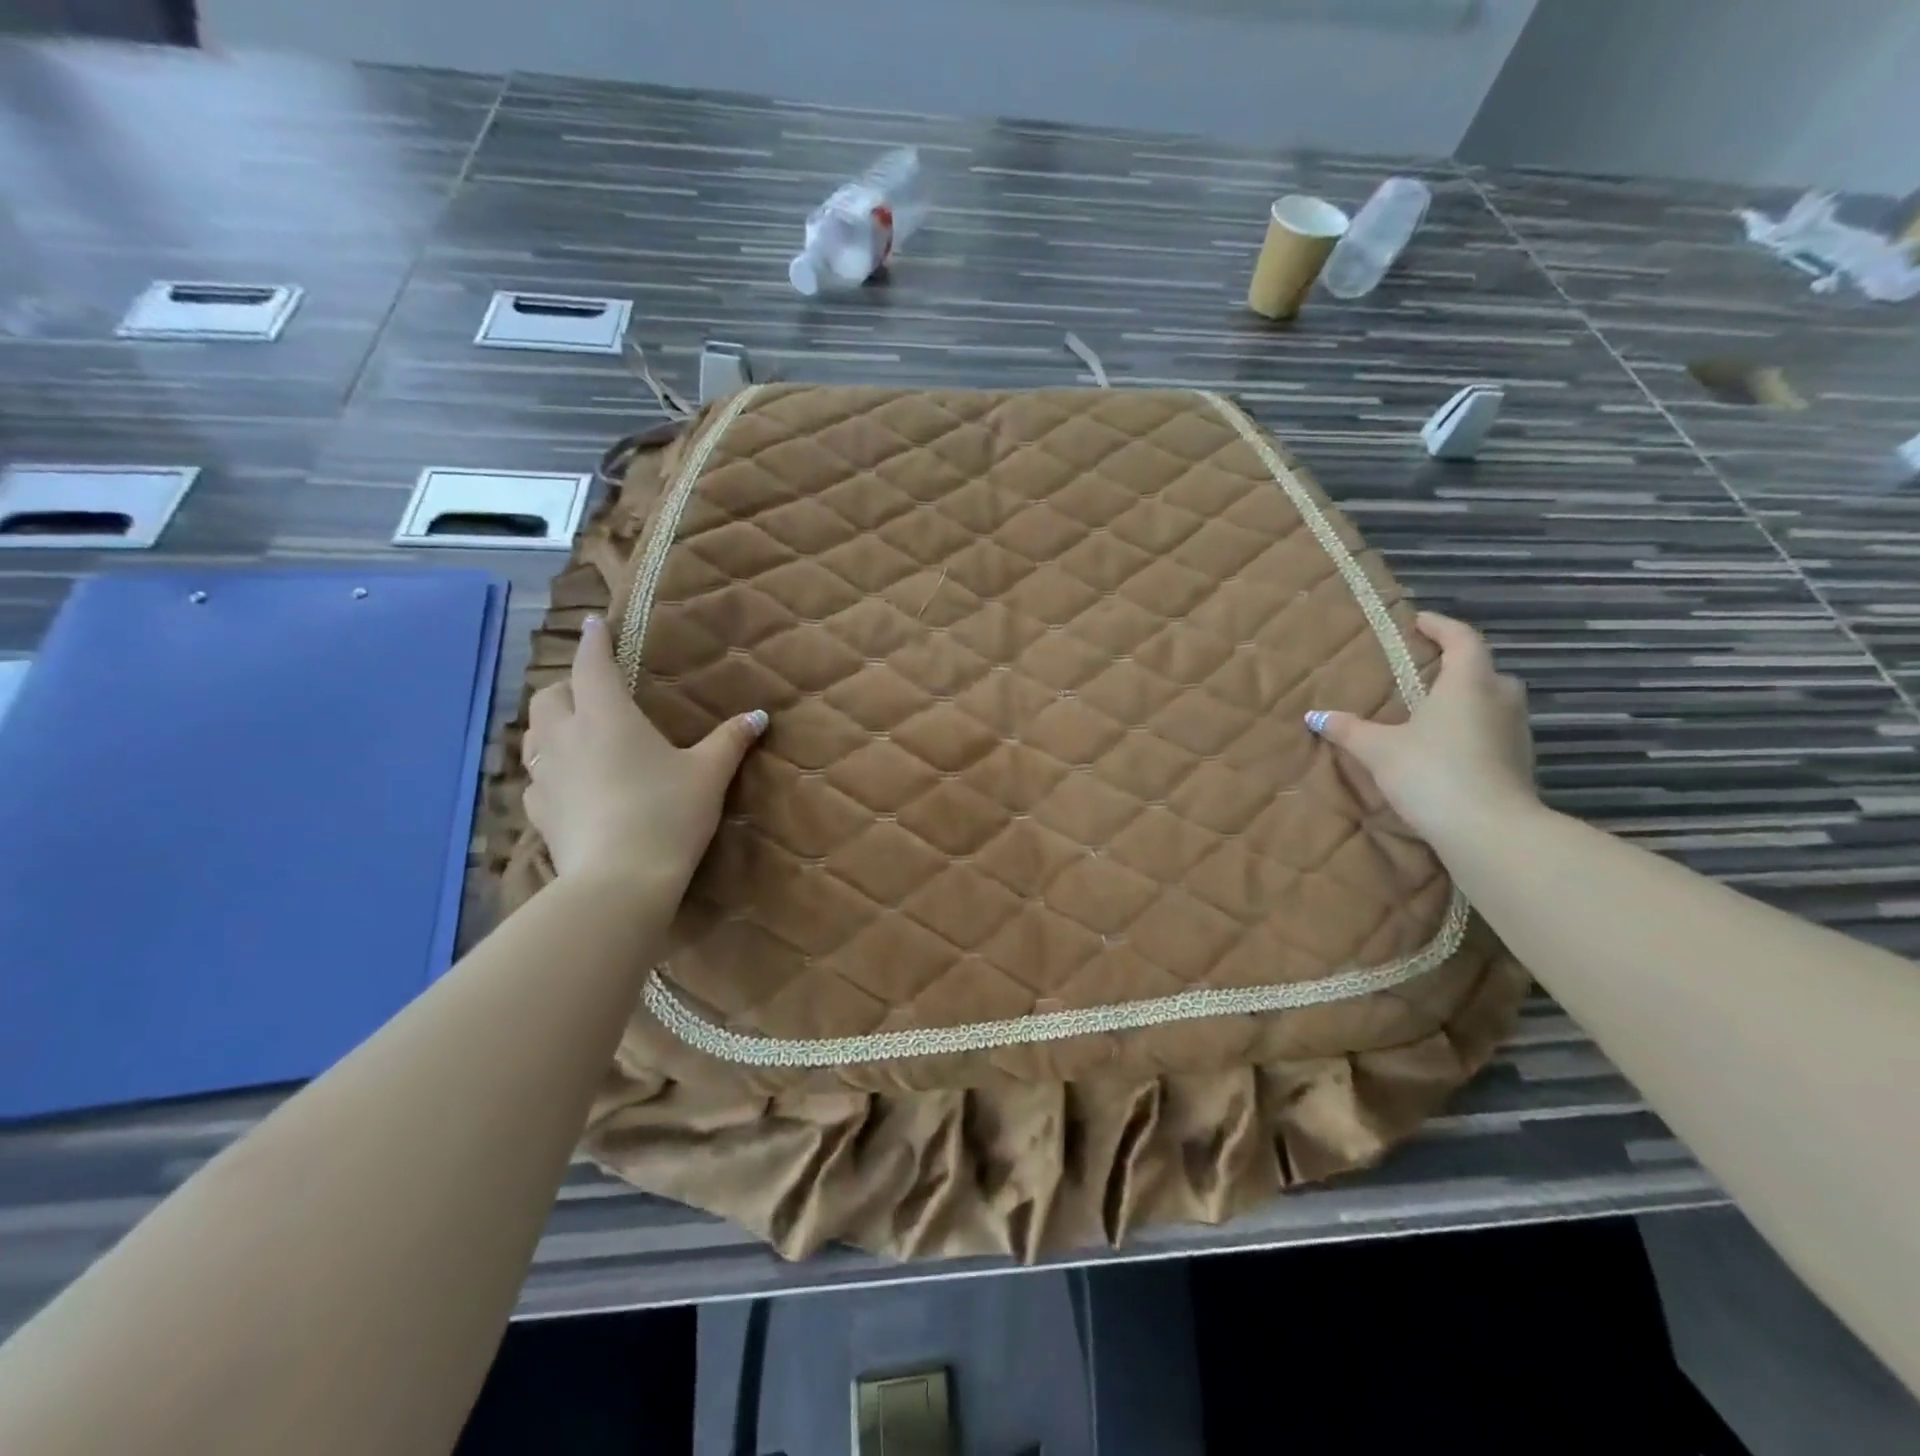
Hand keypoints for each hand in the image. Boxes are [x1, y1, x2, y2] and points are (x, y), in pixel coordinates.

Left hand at [521, 616, 765, 892]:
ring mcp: (544, 775)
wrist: (619, 882)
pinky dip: (549, 768)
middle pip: (549, 695)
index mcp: (607, 716)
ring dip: (550, 724)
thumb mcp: (709, 775)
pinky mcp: (537, 811)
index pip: (592, 664)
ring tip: (575, 732)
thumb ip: (731, 740)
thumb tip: (759, 715)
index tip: (594, 623)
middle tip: (592, 692)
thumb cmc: (668, 814)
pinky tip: (569, 783)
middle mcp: (565, 737)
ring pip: (532, 734)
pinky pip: (534, 777)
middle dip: (567, 685)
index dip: (594, 640)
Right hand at [1307, 611, 1536, 842]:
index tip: (1419, 621)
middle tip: (1424, 671)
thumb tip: (1315, 716)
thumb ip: (1349, 730)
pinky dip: (1472, 729)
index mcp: (1468, 683)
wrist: (1490, 831)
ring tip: (1431, 710)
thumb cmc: (1432, 773)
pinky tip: (1446, 747)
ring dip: (1467, 700)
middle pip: (1484, 670)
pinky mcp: (1519, 763)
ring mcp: (1516, 733)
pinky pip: (1494, 731)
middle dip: (1457, 665)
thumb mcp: (1379, 750)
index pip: (1463, 639)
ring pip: (1492, 702)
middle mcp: (1500, 699)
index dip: (1441, 626)